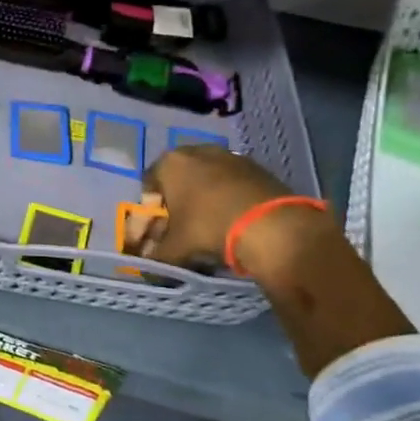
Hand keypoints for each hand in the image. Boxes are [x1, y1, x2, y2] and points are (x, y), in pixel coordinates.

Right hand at [134, 144, 325, 275]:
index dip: (152, 208)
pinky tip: (235, 218)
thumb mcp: (175, 249)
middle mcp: (196, 151)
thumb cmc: (209, 227)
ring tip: (212, 224)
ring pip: (207, 178)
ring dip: (205, 197)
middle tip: (184, 226)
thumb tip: (148, 269)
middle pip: (179, 178)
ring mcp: (229, 155)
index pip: (149, 184)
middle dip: (179, 199)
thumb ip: (157, 257)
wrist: (271, 225)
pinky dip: (229, 196)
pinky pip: (233, 181)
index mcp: (170, 163)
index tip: (160, 228)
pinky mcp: (256, 166)